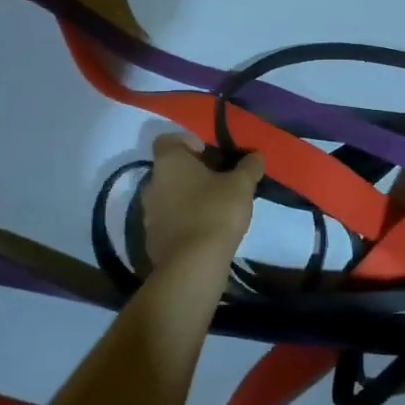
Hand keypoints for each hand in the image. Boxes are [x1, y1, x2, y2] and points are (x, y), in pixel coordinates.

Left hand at [140, 134, 264, 269]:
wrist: (193, 265)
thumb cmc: (215, 212)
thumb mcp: (241, 185)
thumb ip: (249, 166)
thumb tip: (256, 155)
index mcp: (169, 163)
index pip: (168, 139)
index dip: (188, 141)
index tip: (210, 152)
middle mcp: (152, 183)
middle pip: (170, 169)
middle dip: (193, 172)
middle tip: (219, 180)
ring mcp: (148, 214)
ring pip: (169, 196)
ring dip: (187, 197)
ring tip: (215, 206)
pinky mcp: (152, 239)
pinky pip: (169, 221)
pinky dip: (184, 221)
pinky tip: (205, 230)